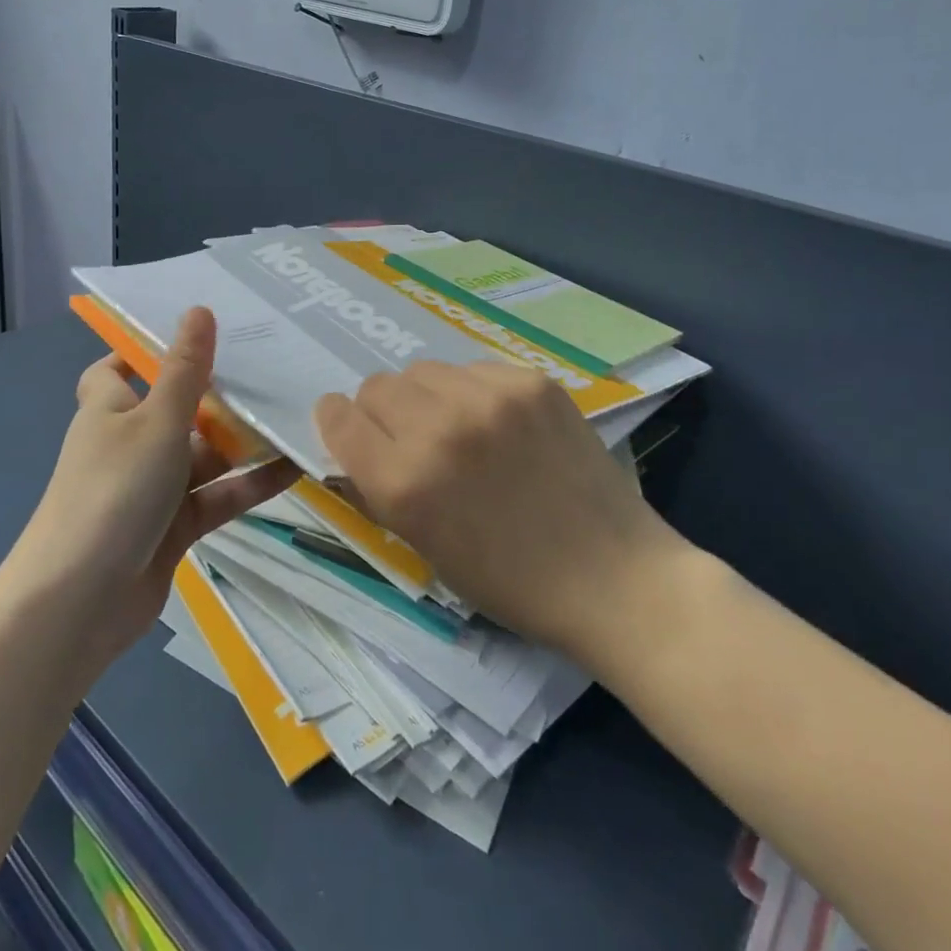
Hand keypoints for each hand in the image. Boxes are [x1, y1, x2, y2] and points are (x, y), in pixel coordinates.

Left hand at [11, 307, 297, 674]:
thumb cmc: (114, 491)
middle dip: (217, 394)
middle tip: (271, 366)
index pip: (117, 369)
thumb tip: (198, 309)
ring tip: (295, 412)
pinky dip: (250, 484)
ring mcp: (152, 488)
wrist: (80, 602)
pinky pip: (217, 496)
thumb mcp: (156, 420)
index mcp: (110, 409)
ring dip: (242, 441)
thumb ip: (185, 370)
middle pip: (175, 409)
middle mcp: (129, 443)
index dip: (146, 350)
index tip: (195, 333)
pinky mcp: (174, 528)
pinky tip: (295, 468)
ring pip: (203, 455)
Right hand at [314, 361, 678, 654]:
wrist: (611, 577)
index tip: (352, 429)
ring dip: (428, 396)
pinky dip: (474, 392)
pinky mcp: (530, 382)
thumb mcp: (424, 545)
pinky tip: (502, 425)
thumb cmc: (509, 581)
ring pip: (424, 370)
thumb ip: (380, 486)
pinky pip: (474, 369)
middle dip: (384, 411)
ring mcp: (489, 398)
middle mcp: (439, 429)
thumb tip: (356, 441)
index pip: (339, 417)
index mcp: (404, 483)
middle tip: (413, 438)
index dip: (339, 422)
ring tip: (461, 428)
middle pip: (378, 385)